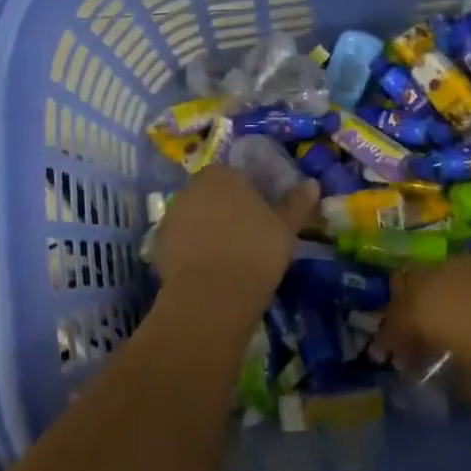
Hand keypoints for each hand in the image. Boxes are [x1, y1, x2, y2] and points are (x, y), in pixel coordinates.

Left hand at [150, 165, 318, 340]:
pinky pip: (179, 239)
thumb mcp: (285, 228)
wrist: (212, 295)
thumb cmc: (256, 252)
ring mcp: (171, 214)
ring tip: (225, 255)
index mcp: (223, 174)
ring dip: (205, 228)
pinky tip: (206, 269)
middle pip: (211, 193)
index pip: (234, 175)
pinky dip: (189, 249)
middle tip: (244, 235)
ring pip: (193, 215)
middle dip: (223, 208)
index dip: (247, 194)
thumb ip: (297, 203)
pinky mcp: (158, 243)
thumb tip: (313, 183)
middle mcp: (192, 187)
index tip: (259, 215)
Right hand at [375, 252, 470, 405]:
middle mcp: (441, 276)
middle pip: (407, 288)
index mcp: (427, 309)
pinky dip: (467, 289)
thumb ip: (455, 386)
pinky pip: (468, 271)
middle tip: (424, 340)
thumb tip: (446, 382)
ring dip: (437, 298)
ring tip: (459, 326)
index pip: (393, 323)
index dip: (393, 344)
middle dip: (408, 313)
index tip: (404, 364)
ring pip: (438, 275)